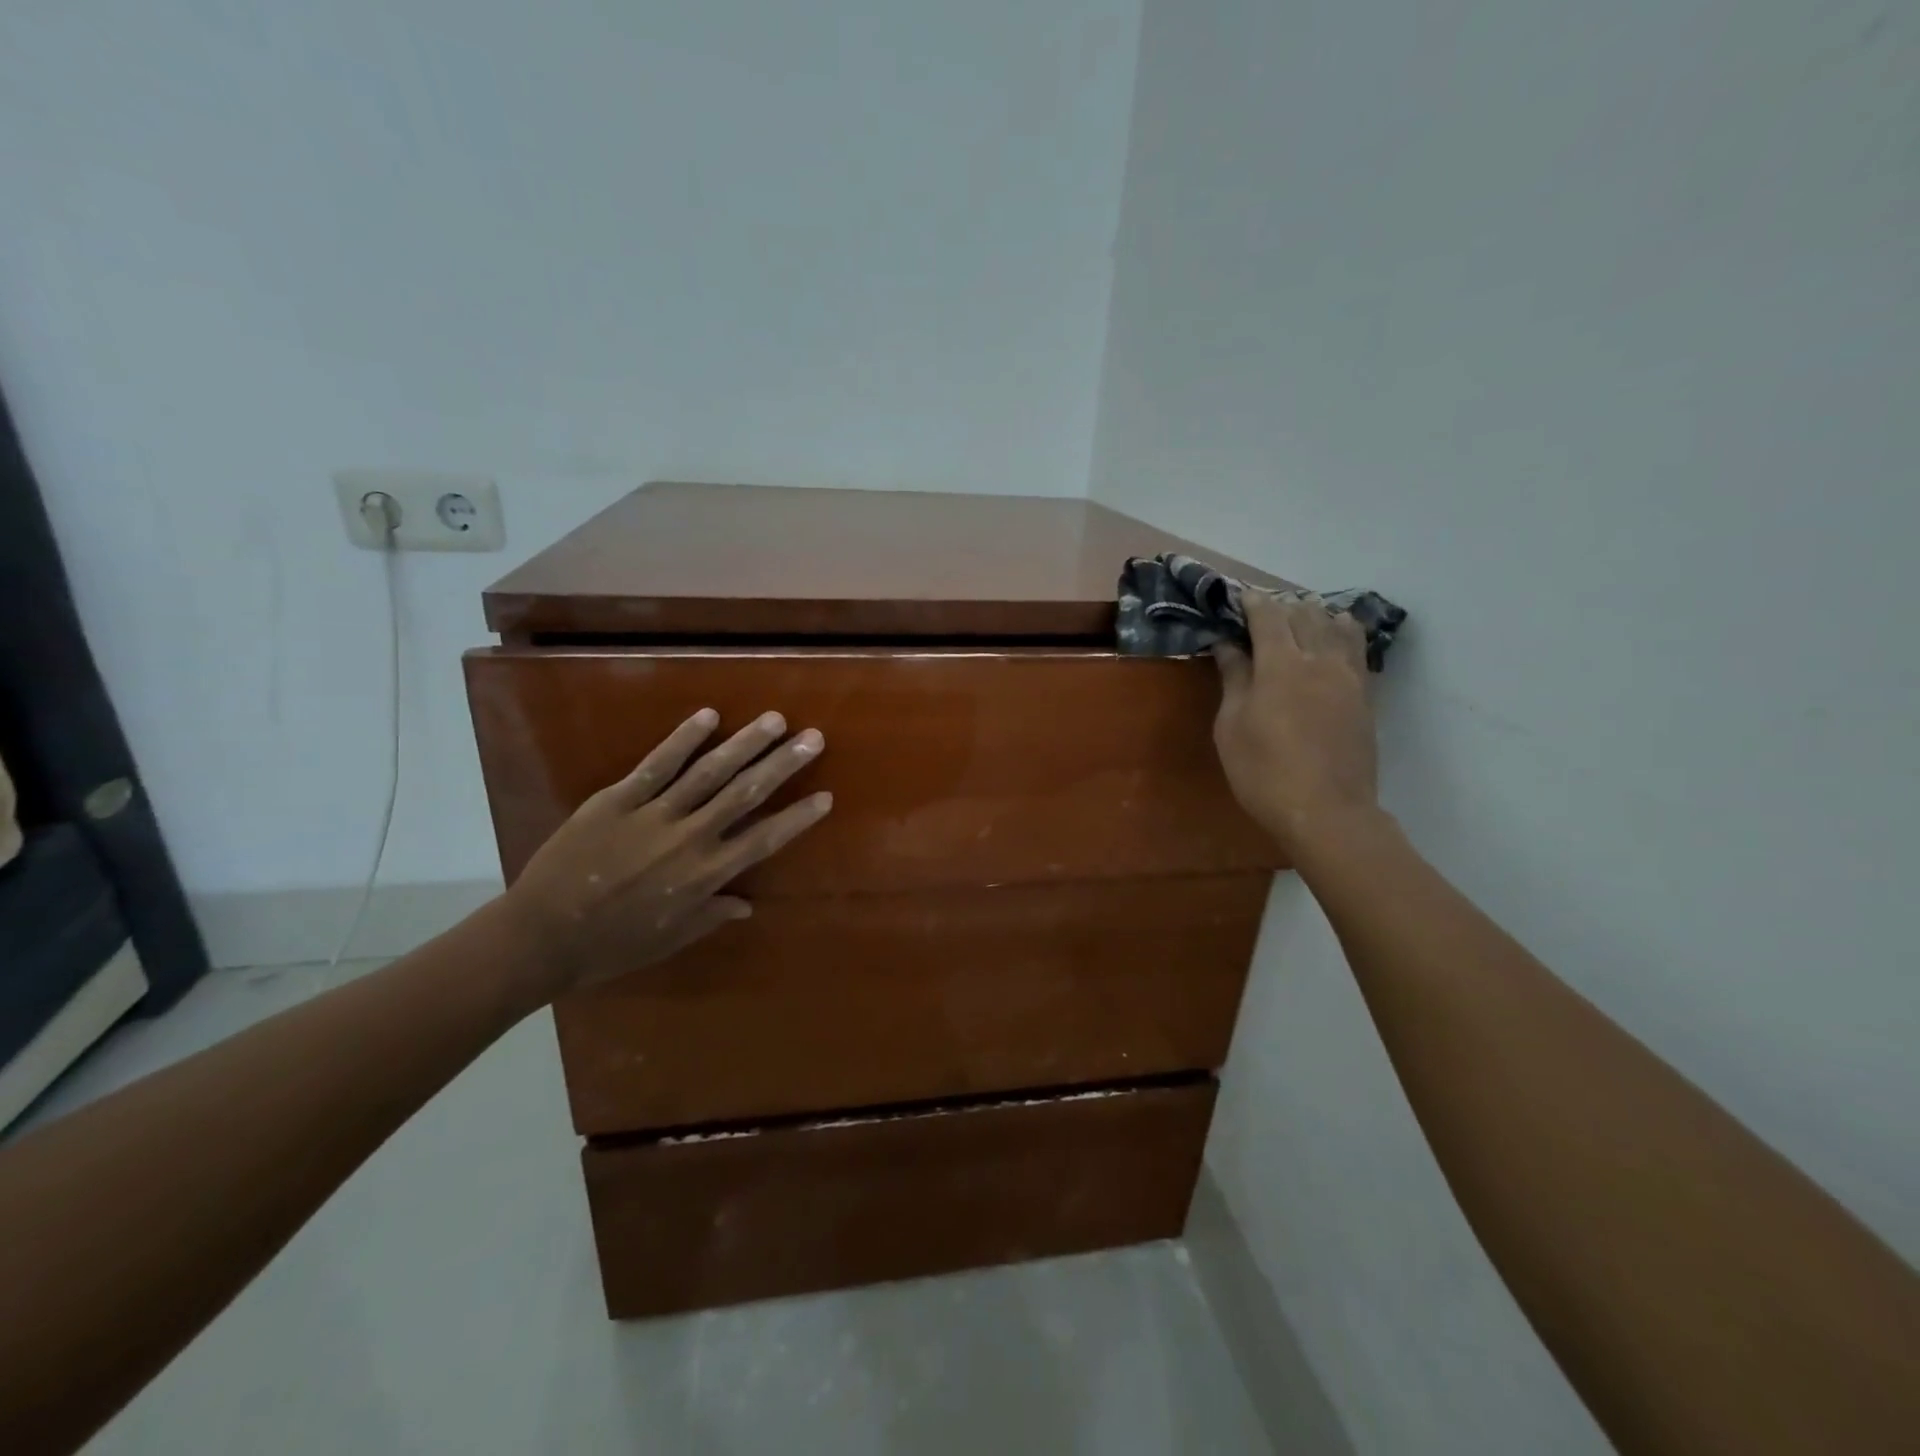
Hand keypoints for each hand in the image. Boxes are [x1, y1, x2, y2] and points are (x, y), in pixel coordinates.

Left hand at [501, 709, 831, 996]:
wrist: (539, 936)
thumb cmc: (610, 946)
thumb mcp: (669, 940)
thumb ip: (710, 916)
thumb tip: (747, 904)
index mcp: (705, 876)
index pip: (764, 839)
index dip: (797, 817)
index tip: (825, 795)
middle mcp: (689, 839)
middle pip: (745, 794)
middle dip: (782, 764)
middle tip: (812, 738)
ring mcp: (653, 815)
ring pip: (708, 772)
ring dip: (744, 744)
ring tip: (774, 720)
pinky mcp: (617, 799)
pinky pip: (657, 765)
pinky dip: (683, 739)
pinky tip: (708, 716)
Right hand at [1212, 590, 1377, 857]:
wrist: (1327, 812)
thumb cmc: (1264, 772)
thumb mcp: (1232, 727)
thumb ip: (1234, 679)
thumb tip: (1228, 645)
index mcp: (1280, 665)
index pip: (1268, 616)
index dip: (1253, 601)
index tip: (1239, 595)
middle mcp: (1318, 660)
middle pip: (1304, 614)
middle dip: (1282, 604)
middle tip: (1263, 608)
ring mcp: (1348, 676)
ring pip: (1336, 626)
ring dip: (1315, 613)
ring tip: (1301, 613)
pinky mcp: (1365, 695)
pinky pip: (1357, 648)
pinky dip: (1344, 631)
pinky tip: (1337, 632)